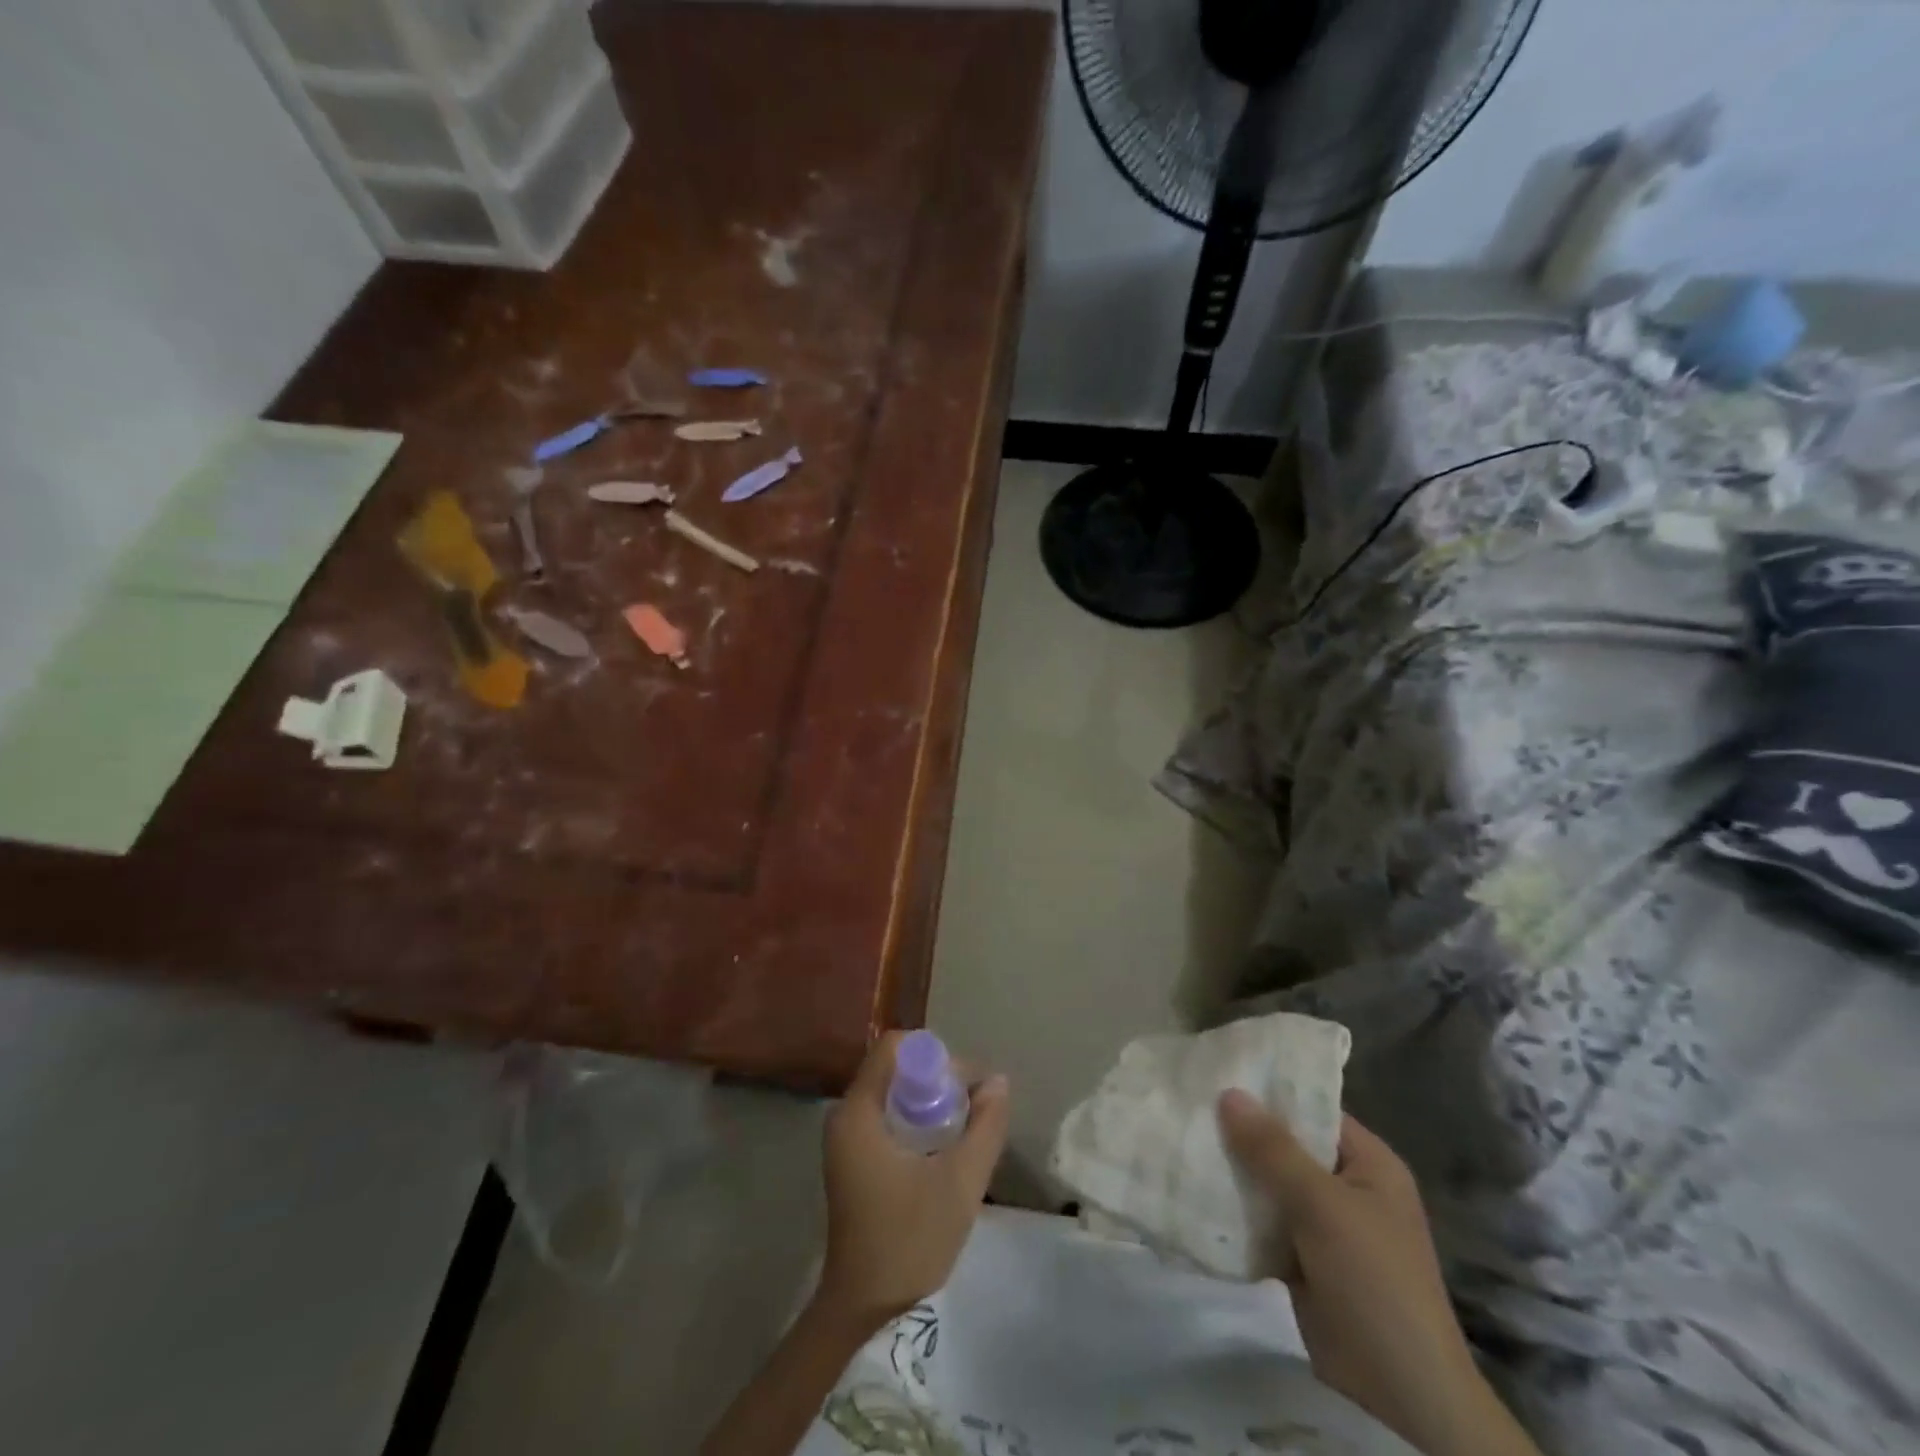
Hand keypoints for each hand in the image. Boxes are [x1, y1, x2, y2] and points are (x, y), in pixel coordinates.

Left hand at [815, 1033, 1010, 1335]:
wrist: (862, 1307)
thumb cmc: (909, 1241)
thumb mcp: (960, 1182)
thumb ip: (985, 1127)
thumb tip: (999, 1081)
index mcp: (859, 1111)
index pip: (896, 1047)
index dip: (936, 1056)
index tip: (966, 1086)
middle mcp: (846, 1113)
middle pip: (896, 1067)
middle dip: (938, 1080)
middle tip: (972, 1111)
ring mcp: (846, 1136)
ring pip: (894, 1091)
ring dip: (930, 1102)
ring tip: (963, 1131)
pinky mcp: (853, 1155)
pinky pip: (888, 1115)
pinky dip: (917, 1120)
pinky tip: (942, 1149)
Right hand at [1218, 1092, 1539, 1455]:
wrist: (1400, 1394)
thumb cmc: (1374, 1280)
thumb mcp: (1322, 1205)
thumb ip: (1273, 1148)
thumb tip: (1229, 1091)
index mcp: (1369, 1163)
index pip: (1313, 1108)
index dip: (1269, 1091)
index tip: (1218, 1073)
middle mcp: (1347, 1186)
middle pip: (1287, 1145)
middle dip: (1242, 1132)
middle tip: (1189, 1104)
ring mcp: (1325, 1224)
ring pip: (1270, 1183)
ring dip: (1234, 1171)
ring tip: (1181, 1139)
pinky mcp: (1303, 1258)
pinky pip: (1264, 1220)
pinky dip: (1236, 1210)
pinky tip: (1194, 1190)